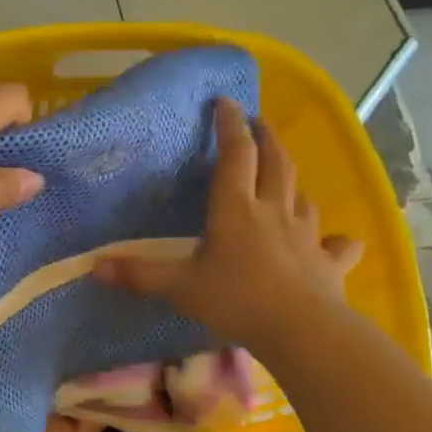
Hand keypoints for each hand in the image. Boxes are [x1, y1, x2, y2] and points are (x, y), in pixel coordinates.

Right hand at [95, 98, 361, 355]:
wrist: (300, 330)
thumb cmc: (236, 300)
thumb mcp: (180, 287)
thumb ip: (140, 274)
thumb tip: (93, 267)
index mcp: (236, 210)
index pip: (235, 155)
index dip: (230, 126)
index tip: (226, 101)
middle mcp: (273, 212)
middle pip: (276, 163)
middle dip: (267, 138)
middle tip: (259, 123)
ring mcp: (306, 235)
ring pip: (302, 197)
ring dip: (292, 182)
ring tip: (283, 179)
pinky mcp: (328, 262)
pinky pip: (337, 245)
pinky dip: (336, 240)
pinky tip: (336, 241)